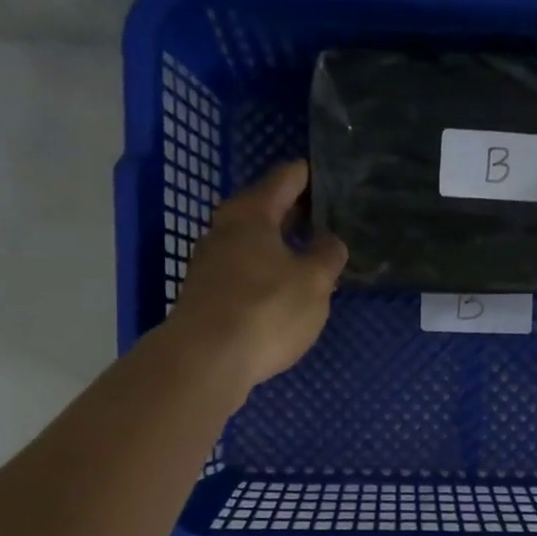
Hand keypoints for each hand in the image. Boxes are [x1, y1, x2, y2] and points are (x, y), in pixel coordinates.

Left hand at [167, 160, 347, 392]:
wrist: (206, 360)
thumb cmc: (266, 310)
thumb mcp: (314, 282)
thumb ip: (327, 256)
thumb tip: (330, 241)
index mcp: (252, 213)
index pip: (285, 179)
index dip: (309, 175)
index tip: (330, 177)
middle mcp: (224, 229)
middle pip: (264, 210)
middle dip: (295, 214)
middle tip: (327, 221)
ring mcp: (210, 263)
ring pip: (252, 244)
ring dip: (279, 247)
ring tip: (310, 259)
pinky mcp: (206, 295)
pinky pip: (243, 272)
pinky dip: (265, 273)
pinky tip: (283, 292)